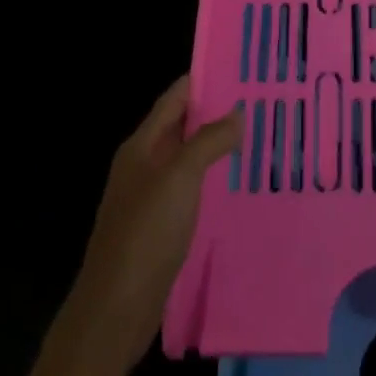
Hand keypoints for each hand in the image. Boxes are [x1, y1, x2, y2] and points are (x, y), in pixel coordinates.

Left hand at [60, 76, 241, 366]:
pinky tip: (237, 184)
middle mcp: (142, 166)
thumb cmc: (145, 233)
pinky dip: (212, 180)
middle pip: (180, 128)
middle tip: (259, 101)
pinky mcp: (159, 228)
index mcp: (141, 147)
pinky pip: (190, 191)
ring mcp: (149, 198)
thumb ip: (208, 141)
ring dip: (215, 147)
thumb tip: (237, 113)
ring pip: (187, 160)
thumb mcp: (179, 178)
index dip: (201, 81)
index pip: (173, 100)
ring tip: (257, 137)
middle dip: (215, 113)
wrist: (116, 308)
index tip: (238, 67)